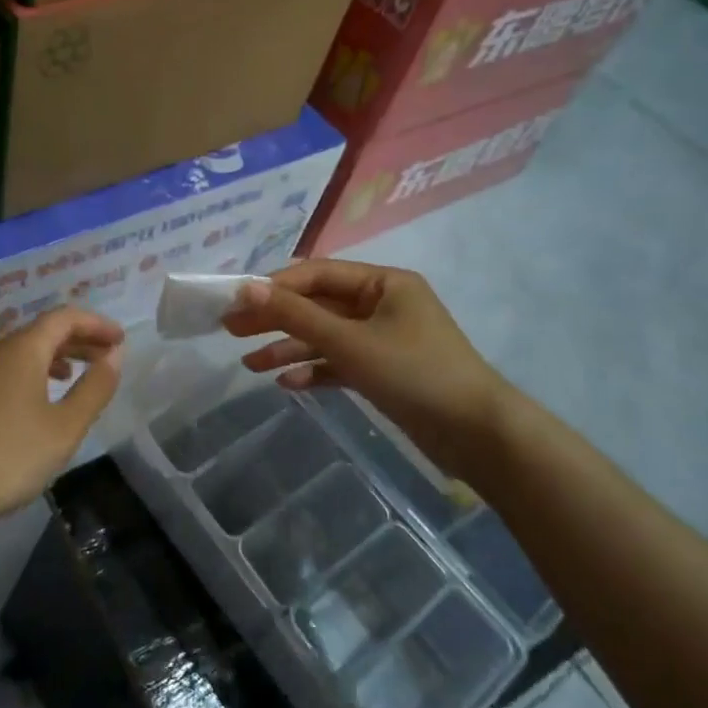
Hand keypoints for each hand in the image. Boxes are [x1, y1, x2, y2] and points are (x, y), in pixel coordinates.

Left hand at [0, 308, 125, 518]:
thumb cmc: (11, 453)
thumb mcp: (65, 426)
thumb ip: (94, 388)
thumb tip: (114, 354)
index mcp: (22, 348)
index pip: (64, 318)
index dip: (95, 324)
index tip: (120, 340)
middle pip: (41, 330)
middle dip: (76, 339)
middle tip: (104, 357)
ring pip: (19, 348)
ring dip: (52, 355)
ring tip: (72, 375)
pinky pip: (4, 366)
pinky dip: (29, 370)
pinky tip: (36, 398)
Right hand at [221, 260, 510, 460]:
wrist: (476, 434)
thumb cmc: (414, 373)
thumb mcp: (348, 341)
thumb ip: (295, 314)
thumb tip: (246, 288)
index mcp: (383, 282)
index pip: (317, 274)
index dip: (274, 287)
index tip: (235, 302)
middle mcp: (382, 304)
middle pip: (317, 304)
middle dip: (275, 318)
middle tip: (230, 329)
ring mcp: (383, 339)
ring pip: (325, 336)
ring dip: (289, 348)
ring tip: (248, 364)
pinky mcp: (384, 371)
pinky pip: (340, 363)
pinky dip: (314, 370)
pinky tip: (286, 384)